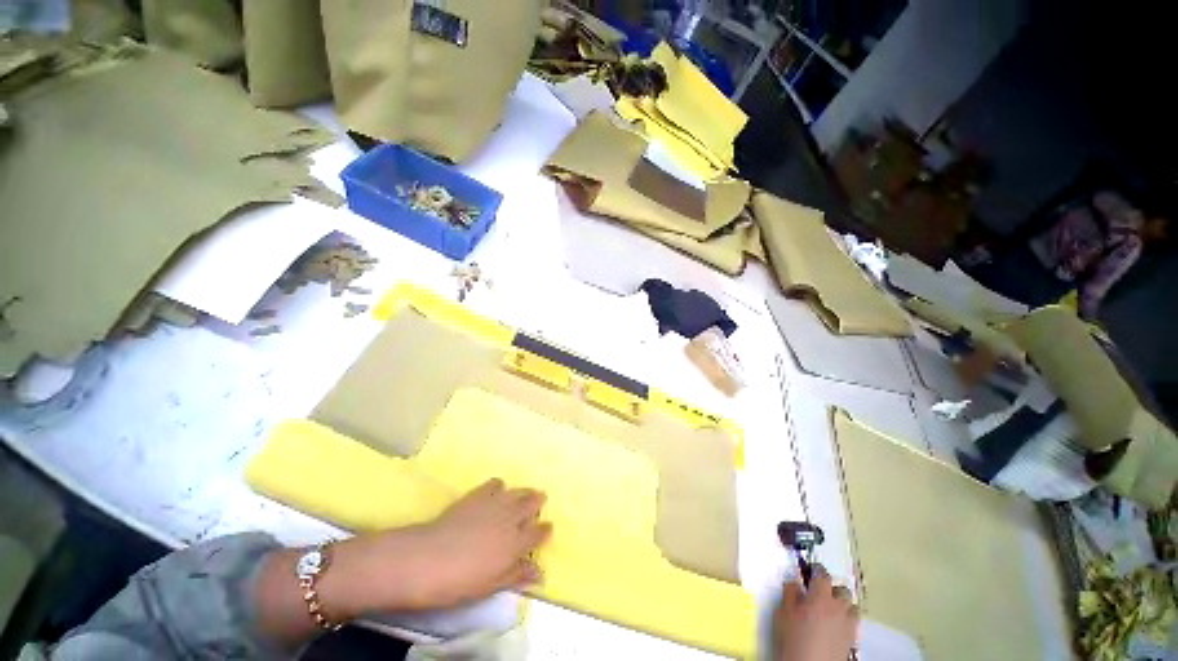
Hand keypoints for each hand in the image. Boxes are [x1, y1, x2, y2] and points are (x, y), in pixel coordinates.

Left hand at [323, 479, 552, 615]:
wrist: (426, 559)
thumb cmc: (459, 582)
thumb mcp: (490, 586)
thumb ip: (516, 575)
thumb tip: (539, 573)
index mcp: (516, 543)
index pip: (538, 532)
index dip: (544, 530)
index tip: (548, 527)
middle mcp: (510, 518)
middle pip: (531, 503)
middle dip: (538, 501)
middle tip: (540, 500)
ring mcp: (494, 503)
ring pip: (516, 491)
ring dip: (523, 492)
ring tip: (524, 494)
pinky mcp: (477, 495)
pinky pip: (494, 484)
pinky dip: (499, 486)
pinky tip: (496, 491)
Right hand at [774, 565, 859, 660]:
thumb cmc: (793, 639)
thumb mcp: (783, 612)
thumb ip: (790, 593)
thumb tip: (794, 583)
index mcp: (820, 597)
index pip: (822, 574)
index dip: (815, 569)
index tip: (809, 570)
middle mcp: (838, 608)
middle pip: (842, 590)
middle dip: (832, 588)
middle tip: (818, 592)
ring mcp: (848, 625)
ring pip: (852, 606)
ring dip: (842, 604)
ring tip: (830, 609)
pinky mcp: (852, 640)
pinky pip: (853, 622)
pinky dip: (846, 619)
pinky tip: (834, 625)